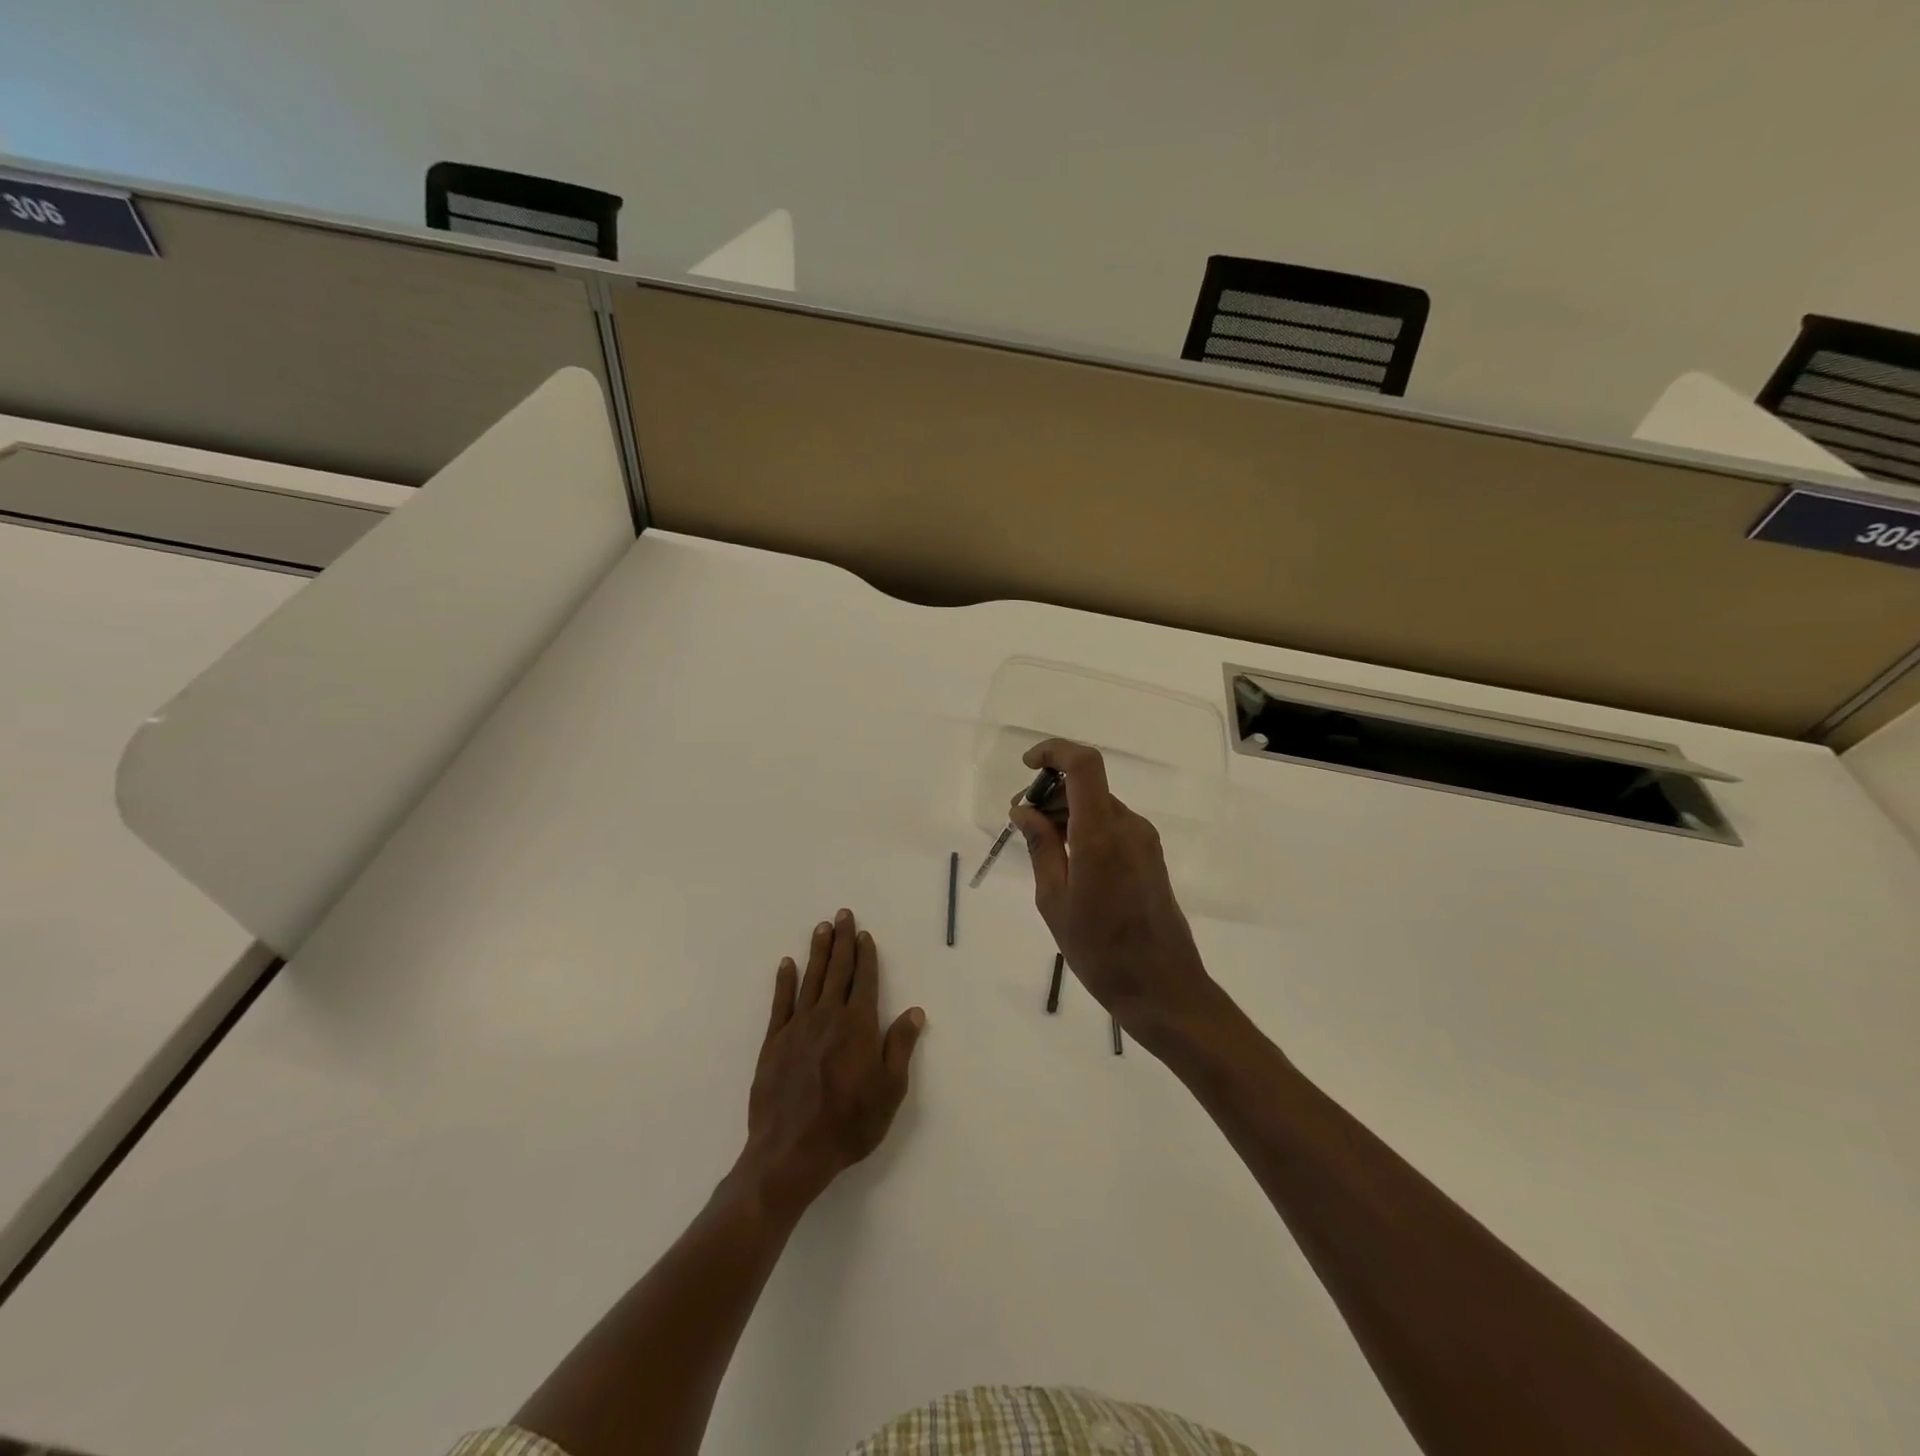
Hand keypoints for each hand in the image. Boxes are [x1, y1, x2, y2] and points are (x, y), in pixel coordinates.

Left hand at [739, 909, 925, 1217]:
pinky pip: (781, 1003)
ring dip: (817, 952)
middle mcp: (828, 1017)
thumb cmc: (849, 1124)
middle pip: (837, 971)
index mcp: (858, 1026)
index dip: (866, 955)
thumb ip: (900, 1047)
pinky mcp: (774, 1042)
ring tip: (821, 928)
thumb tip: (914, 1011)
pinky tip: (787, 964)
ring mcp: (798, 1027)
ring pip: (810, 979)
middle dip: (842, 941)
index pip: (865, 980)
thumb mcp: (889, 1091)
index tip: (864, 934)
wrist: (791, 1152)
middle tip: (842, 914)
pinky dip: (784, 981)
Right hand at [1011, 739, 1220, 1050]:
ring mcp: (1144, 840)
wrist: (1162, 988)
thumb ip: (1041, 847)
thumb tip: (1024, 810)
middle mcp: (1128, 827)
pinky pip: (1112, 826)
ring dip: (1067, 813)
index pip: (1084, 765)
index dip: (1054, 752)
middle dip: (1051, 793)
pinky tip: (1068, 862)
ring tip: (1040, 847)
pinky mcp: (1151, 856)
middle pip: (1088, 786)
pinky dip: (1085, 829)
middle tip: (1022, 822)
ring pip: (1099, 806)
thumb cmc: (1099, 951)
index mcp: (1101, 834)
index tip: (1027, 766)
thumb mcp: (1054, 901)